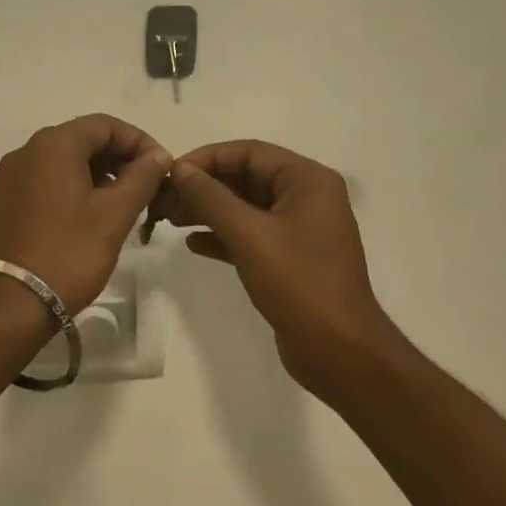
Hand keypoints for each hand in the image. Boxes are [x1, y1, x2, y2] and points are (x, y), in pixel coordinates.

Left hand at [0, 115, 172, 313]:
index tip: (162, 167)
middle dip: (118, 157)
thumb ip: (141, 177)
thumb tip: (158, 155)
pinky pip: (46, 181)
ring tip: (123, 202)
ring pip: (63, 161)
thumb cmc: (69, 253)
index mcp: (52, 145)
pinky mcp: (5, 202)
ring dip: (98, 173)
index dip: (138, 141)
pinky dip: (73, 187)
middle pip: (82, 139)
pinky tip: (91, 215)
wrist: (12, 304)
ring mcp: (11, 177)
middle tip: (146, 186)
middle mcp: (26, 151)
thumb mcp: (114, 214)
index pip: (104, 125)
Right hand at [153, 140, 395, 397]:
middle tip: (164, 200)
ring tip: (170, 219)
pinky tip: (193, 244)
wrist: (340, 353)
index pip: (250, 152)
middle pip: (246, 177)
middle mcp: (307, 197)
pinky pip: (251, 234)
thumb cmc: (299, 284)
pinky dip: (223, 235)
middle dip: (204, 186)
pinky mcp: (290, 258)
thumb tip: (181, 170)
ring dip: (209, 210)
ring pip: (246, 207)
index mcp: (308, 180)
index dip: (207, 159)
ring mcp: (300, 229)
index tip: (171, 174)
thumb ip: (211, 198)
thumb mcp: (250, 235)